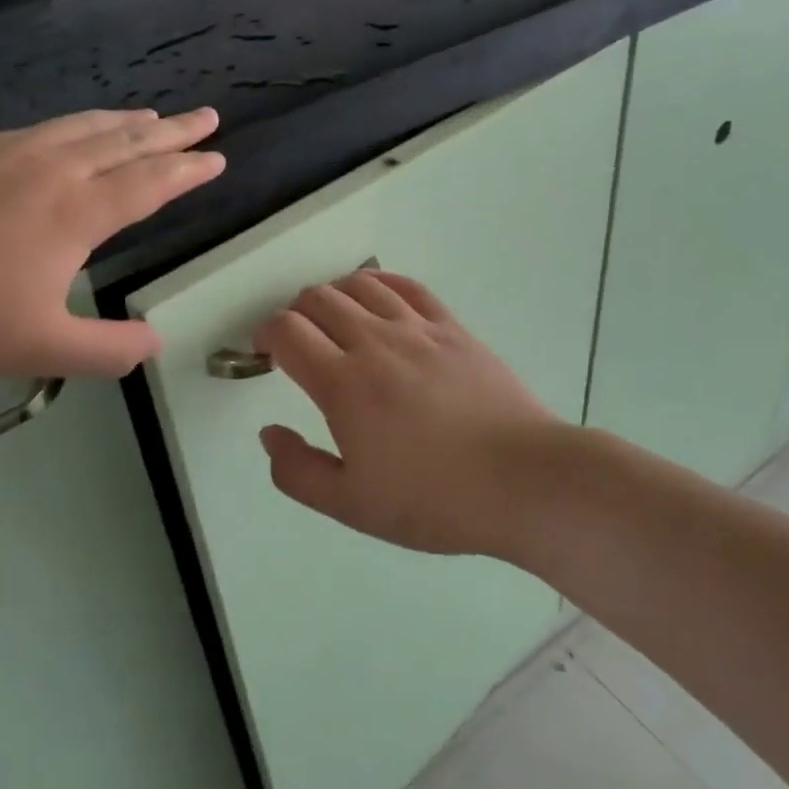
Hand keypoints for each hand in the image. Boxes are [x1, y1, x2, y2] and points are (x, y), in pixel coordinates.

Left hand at [0, 108, 223, 377]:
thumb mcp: (40, 346)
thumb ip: (107, 350)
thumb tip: (155, 343)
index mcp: (79, 212)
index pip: (150, 184)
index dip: (187, 171)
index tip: (216, 157)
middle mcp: (57, 170)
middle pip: (127, 143)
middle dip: (173, 132)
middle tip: (206, 117)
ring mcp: (15, 153)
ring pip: (87, 127)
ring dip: (127, 122)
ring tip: (152, 117)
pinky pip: (47, 126)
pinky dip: (80, 122)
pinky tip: (76, 128)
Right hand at [252, 269, 571, 557]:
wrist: (523, 481)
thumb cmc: (433, 499)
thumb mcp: (352, 505)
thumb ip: (297, 471)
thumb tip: (269, 433)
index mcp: (343, 384)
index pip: (287, 331)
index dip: (265, 334)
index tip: (265, 352)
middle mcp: (374, 343)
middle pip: (318, 299)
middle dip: (294, 314)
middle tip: (297, 344)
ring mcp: (417, 329)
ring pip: (359, 285)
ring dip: (332, 295)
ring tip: (332, 320)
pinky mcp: (452, 327)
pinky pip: (407, 286)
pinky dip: (379, 282)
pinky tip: (375, 295)